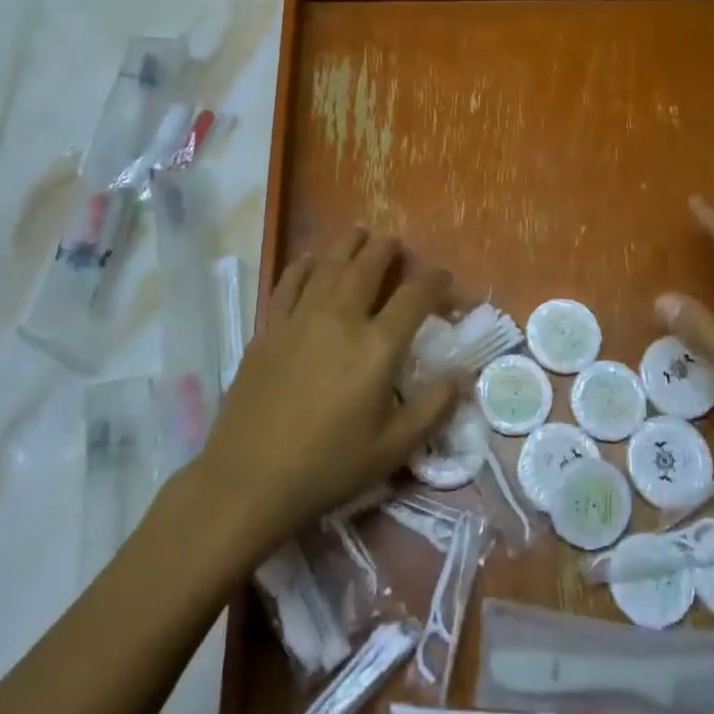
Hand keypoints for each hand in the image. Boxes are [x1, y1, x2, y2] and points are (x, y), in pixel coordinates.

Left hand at [193, 228, 456, 551]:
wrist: (250, 479)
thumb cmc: (329, 466)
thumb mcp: (393, 448)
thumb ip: (433, 408)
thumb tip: (463, 377)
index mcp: (377, 347)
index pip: (415, 297)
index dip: (435, 281)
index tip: (444, 278)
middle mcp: (341, 319)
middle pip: (368, 267)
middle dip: (387, 250)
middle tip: (396, 243)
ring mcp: (300, 320)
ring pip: (329, 266)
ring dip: (348, 246)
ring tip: (359, 234)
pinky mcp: (269, 330)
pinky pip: (289, 283)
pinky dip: (304, 266)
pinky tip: (311, 261)